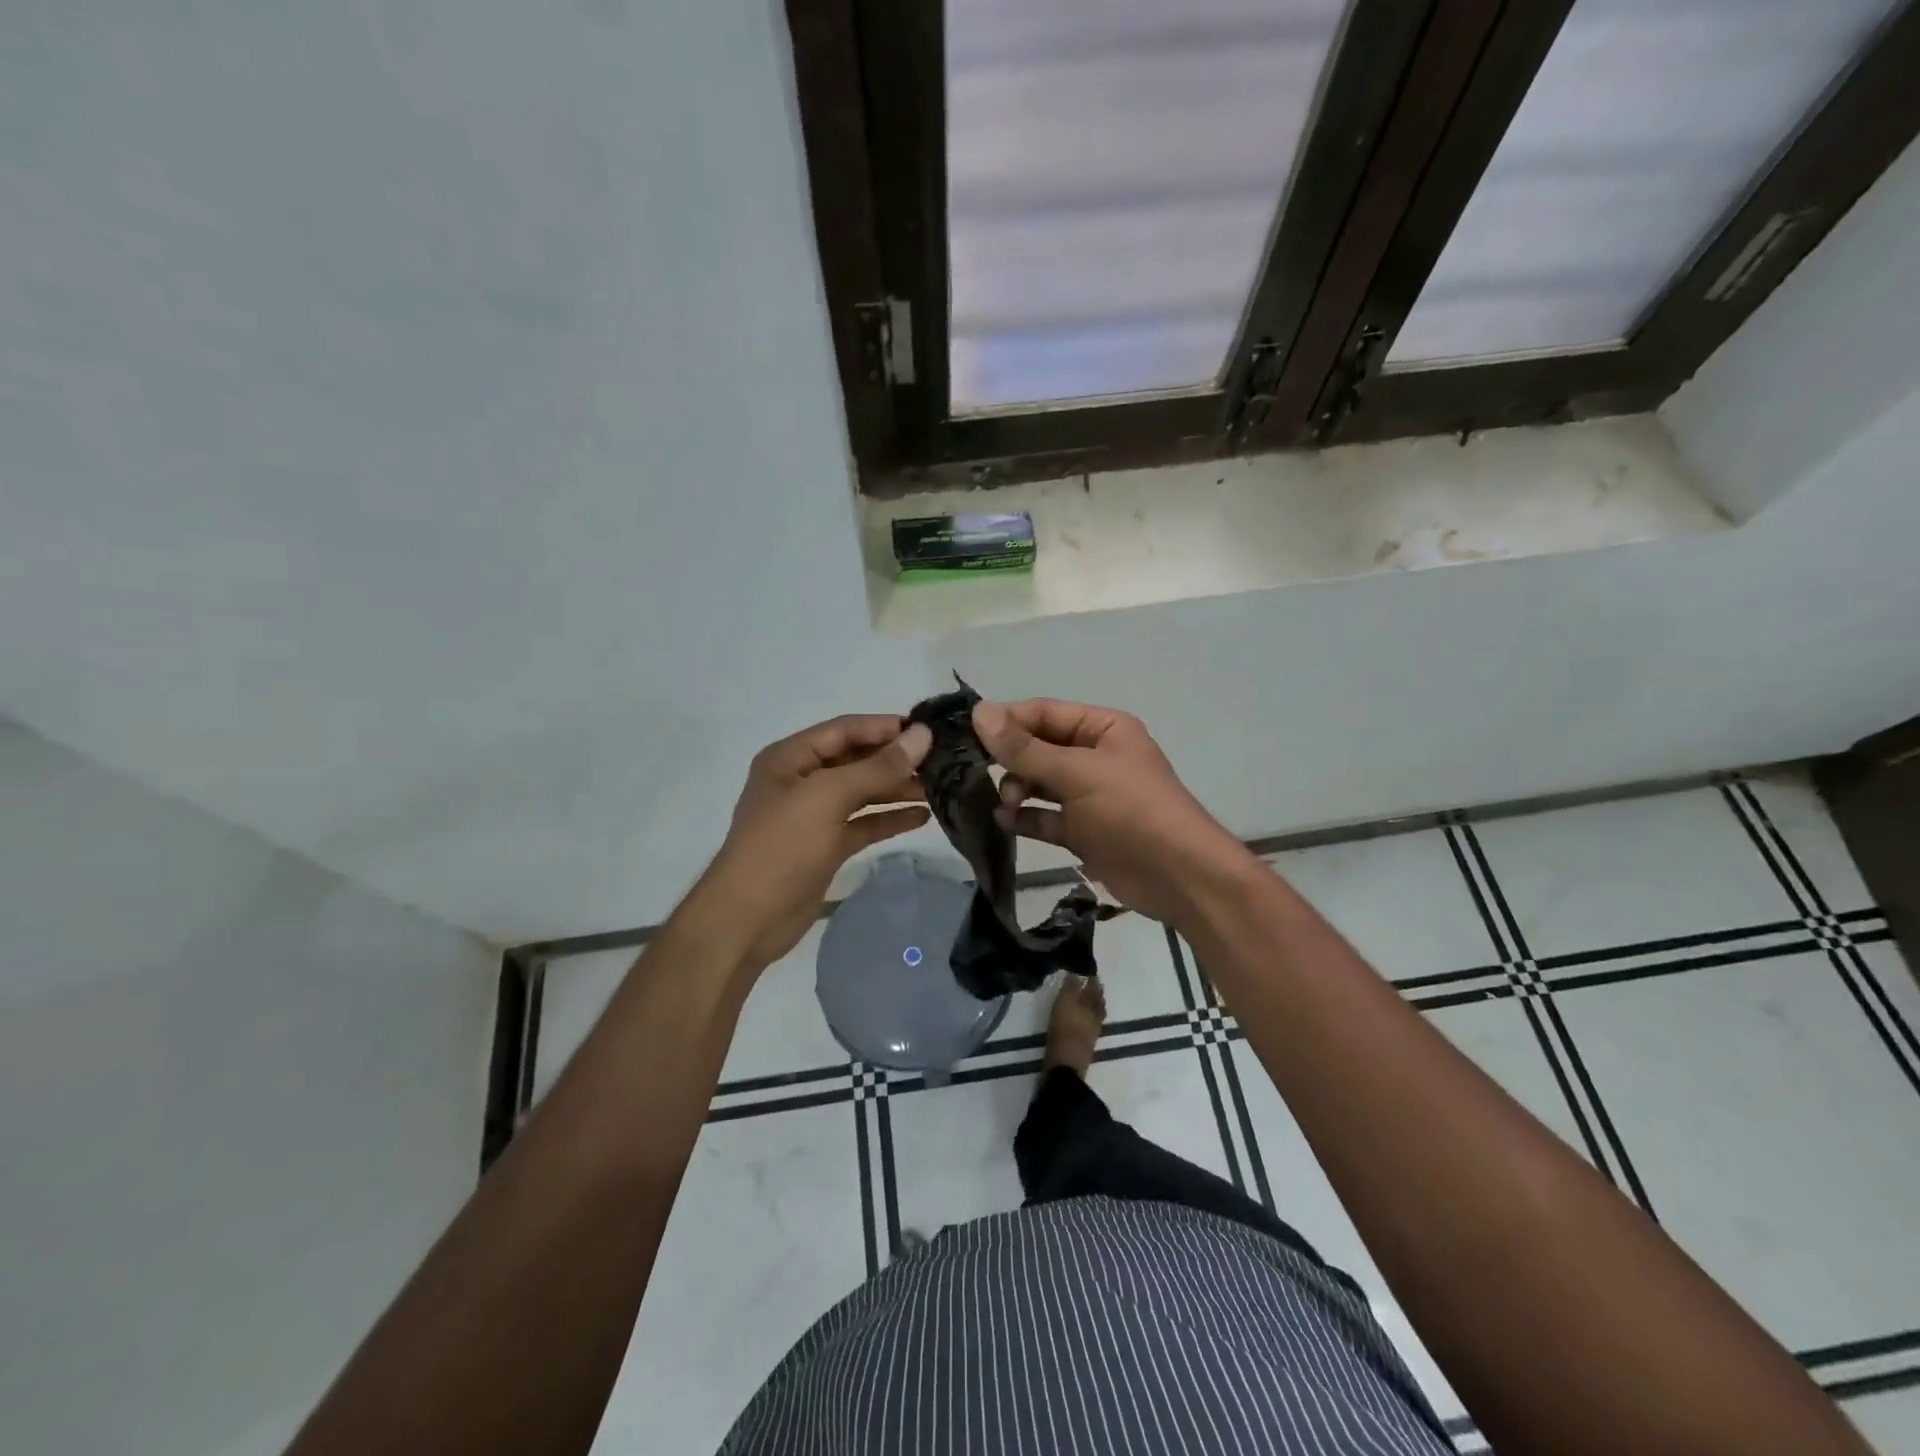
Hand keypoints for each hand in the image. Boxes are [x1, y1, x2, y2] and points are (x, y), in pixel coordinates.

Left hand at [697, 715, 932, 972]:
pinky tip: (922, 816)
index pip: (845, 730)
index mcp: (791, 758)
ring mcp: (814, 815)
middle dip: (896, 759)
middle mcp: (802, 780)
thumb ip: (878, 767)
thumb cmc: (782, 846)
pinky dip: (889, 819)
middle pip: (856, 760)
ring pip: (863, 793)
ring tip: (940, 787)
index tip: (930, 729)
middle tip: (942, 760)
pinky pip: (863, 823)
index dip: (886, 727)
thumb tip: (922, 735)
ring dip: (897, 789)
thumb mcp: (828, 797)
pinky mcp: (826, 846)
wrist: (748, 919)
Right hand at [973, 698, 1255, 926]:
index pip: (1043, 713)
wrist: (1179, 877)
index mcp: (1102, 728)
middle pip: (1038, 748)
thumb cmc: (1131, 811)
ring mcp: (1089, 795)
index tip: (967, 735)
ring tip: (1005, 805)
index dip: (1006, 721)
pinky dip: (1026, 818)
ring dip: (1016, 790)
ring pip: (1039, 783)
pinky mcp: (1083, 830)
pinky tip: (1006, 824)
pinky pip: (1045, 817)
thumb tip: (979, 712)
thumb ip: (1024, 748)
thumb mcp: (1076, 773)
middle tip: (979, 775)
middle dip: (1010, 760)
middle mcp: (1094, 756)